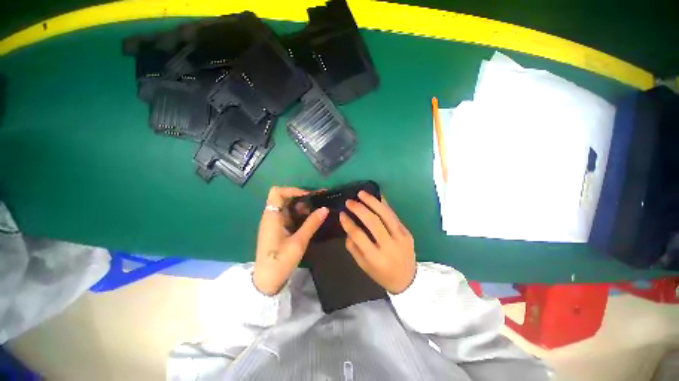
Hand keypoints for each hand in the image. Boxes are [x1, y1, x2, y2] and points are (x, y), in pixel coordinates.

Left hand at [253, 186, 328, 295]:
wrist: (266, 282)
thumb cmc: (280, 262)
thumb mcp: (299, 242)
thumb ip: (312, 224)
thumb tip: (325, 208)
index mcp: (272, 217)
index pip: (277, 192)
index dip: (292, 190)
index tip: (309, 195)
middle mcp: (271, 217)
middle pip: (284, 198)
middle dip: (302, 197)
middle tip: (319, 200)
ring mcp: (274, 223)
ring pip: (288, 207)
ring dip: (302, 206)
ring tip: (318, 209)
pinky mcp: (278, 230)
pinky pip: (289, 216)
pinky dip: (300, 215)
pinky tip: (311, 219)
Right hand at [339, 191, 415, 293]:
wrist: (408, 280)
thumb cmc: (381, 274)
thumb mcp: (363, 265)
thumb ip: (353, 246)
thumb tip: (348, 226)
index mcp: (375, 258)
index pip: (359, 235)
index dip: (348, 223)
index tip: (341, 213)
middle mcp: (389, 246)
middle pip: (373, 222)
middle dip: (359, 209)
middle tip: (349, 201)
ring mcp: (401, 237)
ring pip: (385, 214)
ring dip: (372, 201)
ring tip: (361, 193)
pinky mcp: (407, 232)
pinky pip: (393, 215)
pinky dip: (384, 204)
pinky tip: (376, 196)